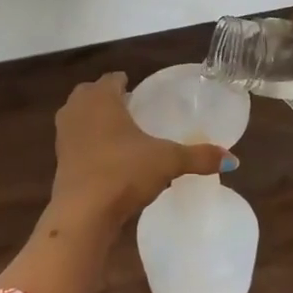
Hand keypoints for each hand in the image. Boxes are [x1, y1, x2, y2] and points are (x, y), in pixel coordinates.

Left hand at [49, 73, 230, 224]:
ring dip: (94, 120)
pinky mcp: (59, 161)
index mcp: (101, 99)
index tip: (138, 90)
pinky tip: (108, 159)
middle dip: (107, 98)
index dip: (124, 82)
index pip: (111, 79)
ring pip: (78, 117)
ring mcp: (64, 136)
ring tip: (120, 132)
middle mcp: (77, 110)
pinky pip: (76, 142)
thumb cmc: (124, 172)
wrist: (83, 213)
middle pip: (90, 94)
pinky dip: (88, 144)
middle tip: (130, 108)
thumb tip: (233, 159)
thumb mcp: (167, 162)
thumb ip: (199, 157)